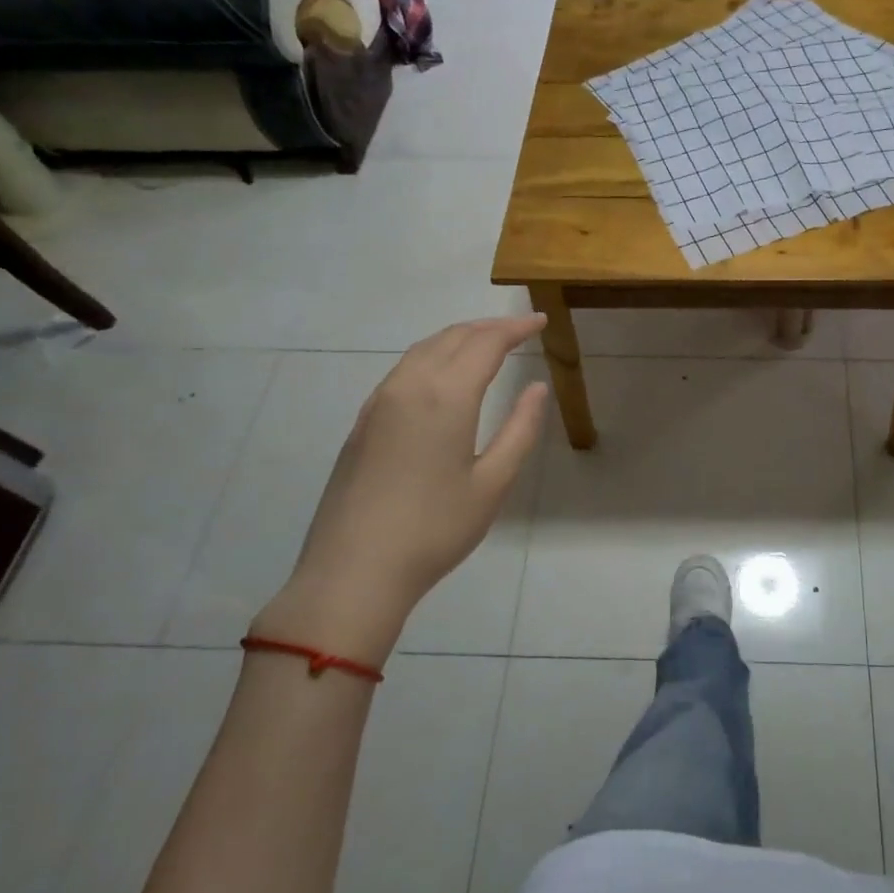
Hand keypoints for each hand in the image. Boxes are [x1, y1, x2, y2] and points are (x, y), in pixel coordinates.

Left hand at [253, 315, 548, 663]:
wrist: (353, 571)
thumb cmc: (434, 529)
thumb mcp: (493, 483)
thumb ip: (520, 429)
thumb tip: (537, 388)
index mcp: (446, 396)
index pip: (486, 343)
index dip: (516, 327)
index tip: (540, 321)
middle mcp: (409, 386)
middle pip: (453, 337)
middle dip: (489, 327)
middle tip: (520, 328)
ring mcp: (379, 402)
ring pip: (423, 349)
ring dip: (459, 337)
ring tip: (487, 343)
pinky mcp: (363, 422)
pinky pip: (404, 369)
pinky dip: (433, 356)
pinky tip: (444, 375)